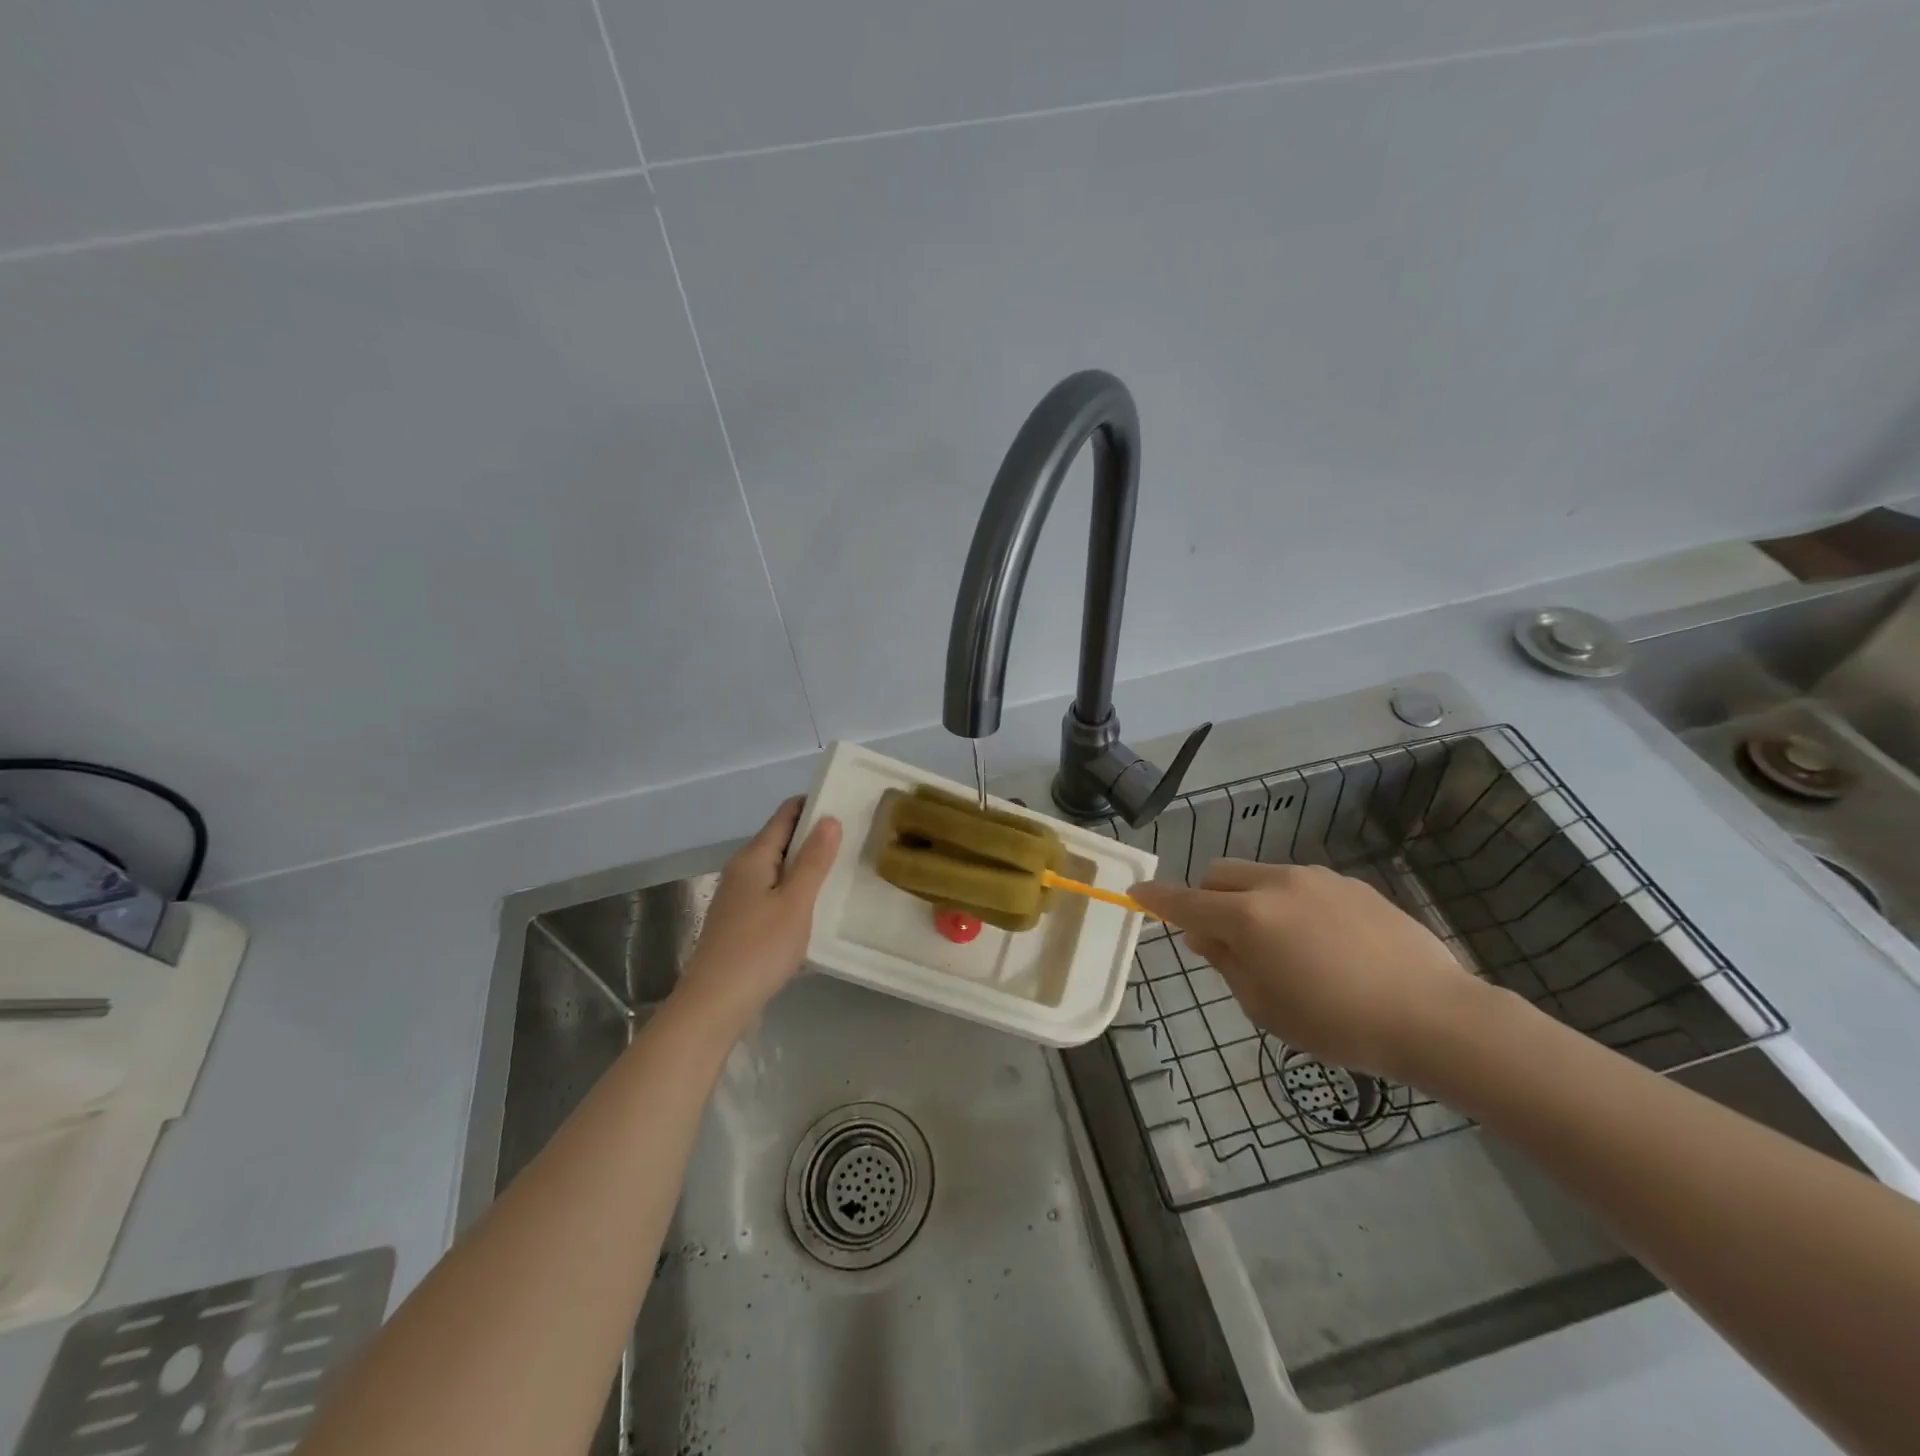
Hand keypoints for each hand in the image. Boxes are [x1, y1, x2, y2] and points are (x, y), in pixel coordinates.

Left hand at [674, 797, 840, 1036]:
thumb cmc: (759, 948)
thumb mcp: (795, 902)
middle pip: (782, 841)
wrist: (715, 1005)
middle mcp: (742, 871)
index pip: (786, 815)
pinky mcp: (742, 925)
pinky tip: (819, 910)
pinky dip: (797, 894)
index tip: (848, 805)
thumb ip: (814, 860)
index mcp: (753, 857)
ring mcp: (739, 899)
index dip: (814, 805)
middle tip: (856, 840)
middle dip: (815, 837)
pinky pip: (775, 896)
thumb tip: (829, 819)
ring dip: (808, 868)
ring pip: (779, 871)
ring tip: (845, 872)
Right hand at [1129, 860, 1486, 1081]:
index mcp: (1248, 918)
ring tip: (1282, 944)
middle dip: (1207, 897)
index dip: (1156, 898)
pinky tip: (1323, 941)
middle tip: (1224, 937)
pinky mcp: (1350, 883)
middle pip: (1219, 873)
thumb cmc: (1338, 1024)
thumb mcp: (1266, 1007)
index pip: (1185, 901)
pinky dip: (1289, 902)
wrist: (1434, 1016)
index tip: (1136, 893)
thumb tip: (1203, 935)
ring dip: (1249, 898)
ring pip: (1260, 874)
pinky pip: (1300, 883)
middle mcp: (1276, 884)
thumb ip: (1226, 963)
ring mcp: (1316, 878)